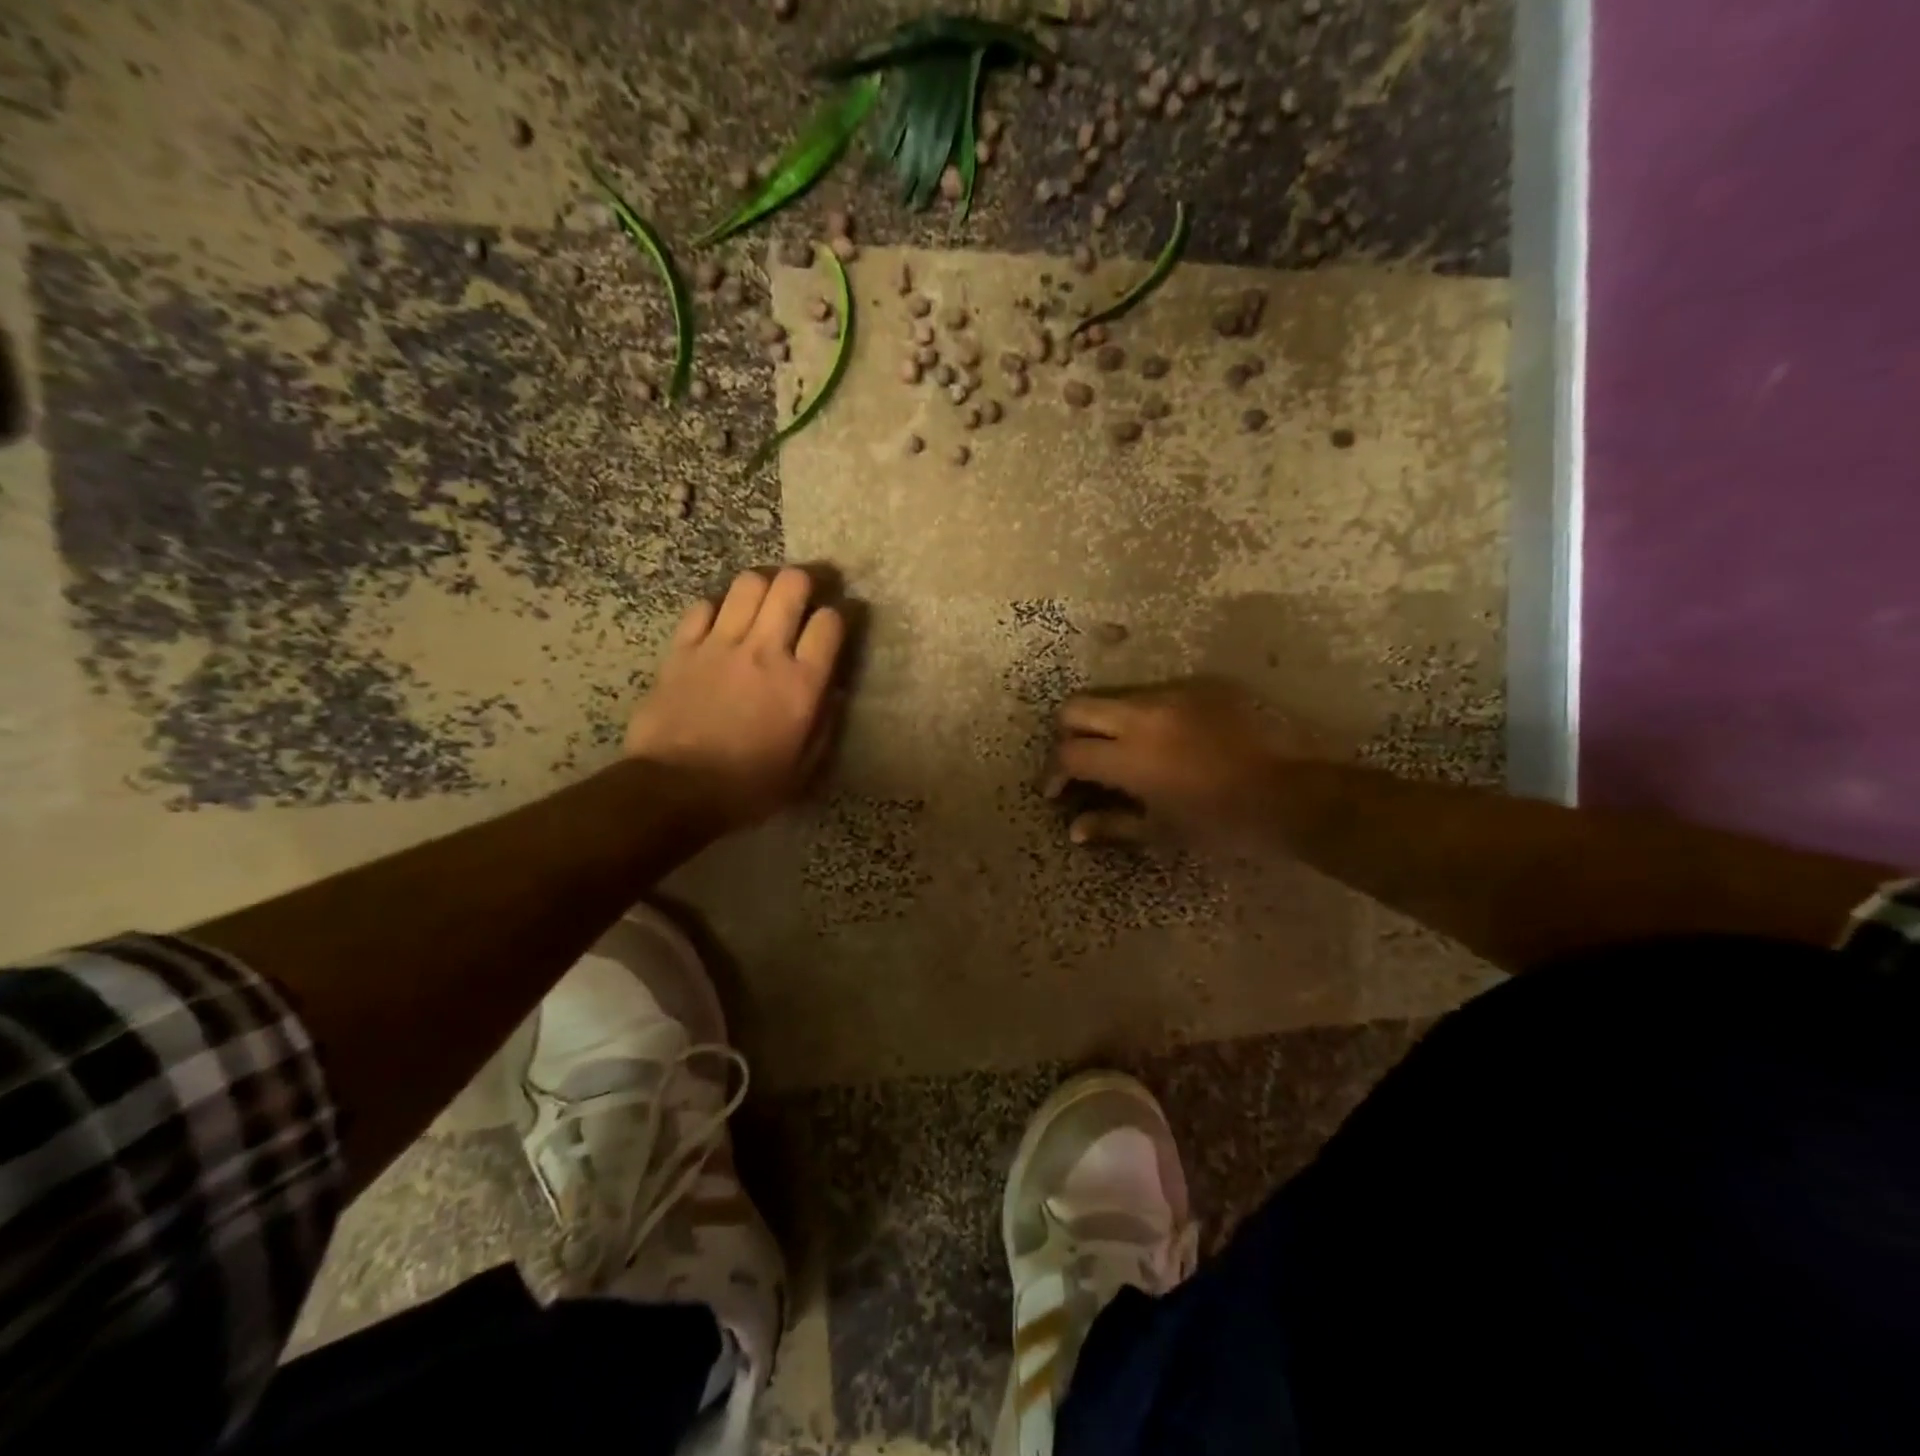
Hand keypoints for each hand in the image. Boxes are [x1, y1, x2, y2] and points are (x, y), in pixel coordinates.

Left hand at [625, 567, 846, 832]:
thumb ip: (824, 725)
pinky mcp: (683, 649)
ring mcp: (720, 645)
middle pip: (791, 585)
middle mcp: (765, 651)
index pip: (830, 623)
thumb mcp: (803, 769)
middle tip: (809, 591)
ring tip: (766, 600)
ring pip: (748, 583)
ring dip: (763, 585)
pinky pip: (703, 606)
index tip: (843, 617)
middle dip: (806, 580)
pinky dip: (718, 608)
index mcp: (801, 683)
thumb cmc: (747, 787)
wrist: (675, 790)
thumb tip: (834, 692)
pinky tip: (722, 623)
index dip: (843, 612)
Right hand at [1044, 677, 1323, 845]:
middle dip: (1068, 734)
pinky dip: (1147, 715)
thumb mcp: (1165, 832)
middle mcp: (1143, 715)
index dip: (1054, 773)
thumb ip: (1113, 825)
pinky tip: (1169, 740)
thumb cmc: (1227, 823)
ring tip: (1125, 751)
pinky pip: (1158, 693)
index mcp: (1131, 757)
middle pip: (1077, 707)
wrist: (1299, 791)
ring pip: (1117, 695)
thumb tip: (1074, 829)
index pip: (1069, 753)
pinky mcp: (1202, 684)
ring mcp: (1174, 693)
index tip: (1059, 791)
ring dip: (1108, 722)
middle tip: (1082, 761)